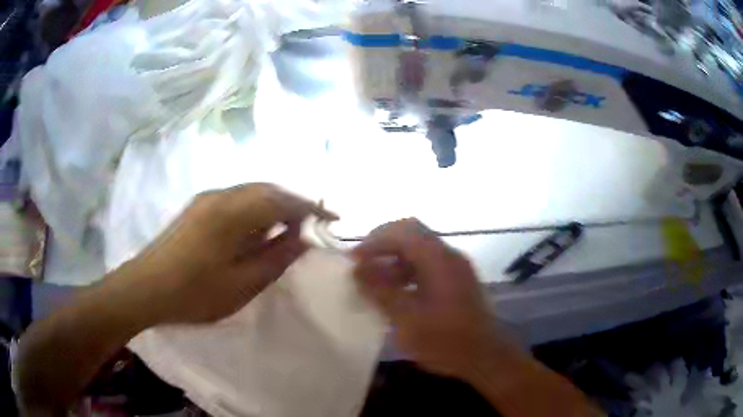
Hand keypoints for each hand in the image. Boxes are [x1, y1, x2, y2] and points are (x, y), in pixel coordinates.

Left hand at [123, 183, 334, 324]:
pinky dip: (255, 210)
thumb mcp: (242, 284)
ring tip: (288, 229)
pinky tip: (256, 230)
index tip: (333, 219)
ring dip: (274, 206)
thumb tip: (304, 238)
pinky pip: (236, 200)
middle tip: (312, 225)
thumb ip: (276, 258)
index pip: (283, 200)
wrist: (146, 288)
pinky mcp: (197, 207)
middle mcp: (221, 195)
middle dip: (294, 204)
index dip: (312, 208)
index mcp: (233, 212)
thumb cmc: (195, 292)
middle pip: (267, 189)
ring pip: (251, 192)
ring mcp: (206, 199)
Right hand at [352, 219, 512, 379]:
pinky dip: (408, 273)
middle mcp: (449, 255)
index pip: (402, 231)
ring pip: (419, 251)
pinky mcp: (458, 281)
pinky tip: (396, 294)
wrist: (486, 357)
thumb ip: (380, 291)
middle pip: (411, 235)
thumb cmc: (446, 341)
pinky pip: (428, 266)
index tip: (354, 261)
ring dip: (395, 261)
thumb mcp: (406, 319)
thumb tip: (357, 269)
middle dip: (383, 247)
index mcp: (439, 259)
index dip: (374, 241)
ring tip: (375, 284)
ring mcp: (456, 268)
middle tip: (363, 266)